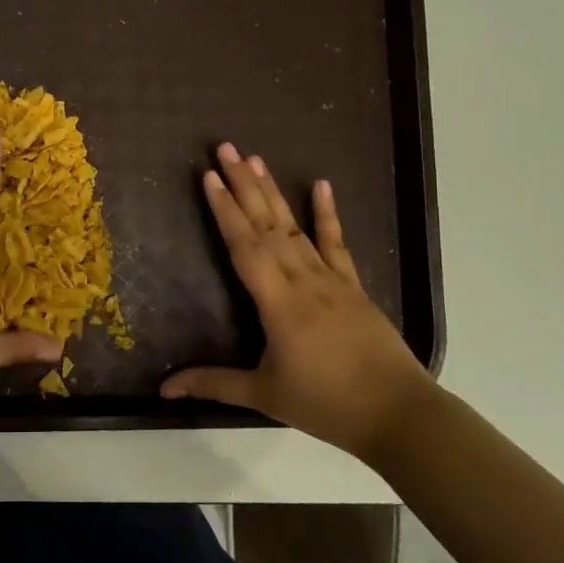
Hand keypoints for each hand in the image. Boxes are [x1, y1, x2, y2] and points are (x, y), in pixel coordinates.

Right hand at [161, 143, 430, 459]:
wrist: (399, 414)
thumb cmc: (326, 404)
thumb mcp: (264, 395)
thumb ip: (213, 384)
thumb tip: (164, 388)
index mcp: (278, 303)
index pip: (245, 246)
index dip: (225, 210)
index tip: (209, 177)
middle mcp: (303, 280)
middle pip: (267, 225)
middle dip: (243, 185)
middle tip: (225, 148)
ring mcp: (332, 280)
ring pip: (295, 227)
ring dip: (273, 192)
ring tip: (256, 159)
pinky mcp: (353, 287)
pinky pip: (336, 243)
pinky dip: (327, 214)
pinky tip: (322, 185)